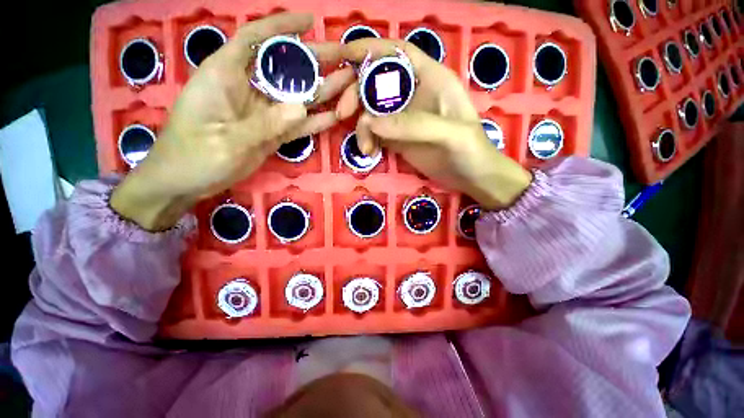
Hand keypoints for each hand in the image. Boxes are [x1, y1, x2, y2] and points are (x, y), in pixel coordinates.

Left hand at [111, 13, 352, 230]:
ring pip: (298, 97)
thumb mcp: (226, 141)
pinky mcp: (273, 132)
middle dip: (315, 59)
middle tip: (346, 55)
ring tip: (349, 82)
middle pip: (285, 67)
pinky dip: (316, 121)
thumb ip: (264, 124)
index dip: (281, 26)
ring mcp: (264, 113)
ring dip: (323, 90)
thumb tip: (301, 109)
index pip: (255, 38)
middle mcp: (248, 88)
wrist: (187, 182)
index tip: (310, 21)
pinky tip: (336, 115)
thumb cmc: (193, 157)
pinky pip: (299, 124)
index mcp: (226, 75)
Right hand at [336, 39, 531, 209]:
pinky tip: (369, 152)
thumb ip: (413, 125)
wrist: (471, 177)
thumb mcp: (450, 134)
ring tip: (365, 147)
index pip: (397, 53)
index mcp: (430, 79)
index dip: (370, 49)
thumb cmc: (470, 150)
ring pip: (371, 110)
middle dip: (355, 93)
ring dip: (361, 126)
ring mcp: (403, 118)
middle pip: (376, 81)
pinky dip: (367, 139)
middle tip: (342, 113)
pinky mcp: (397, 138)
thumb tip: (370, 122)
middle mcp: (413, 94)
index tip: (342, 56)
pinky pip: (374, 132)